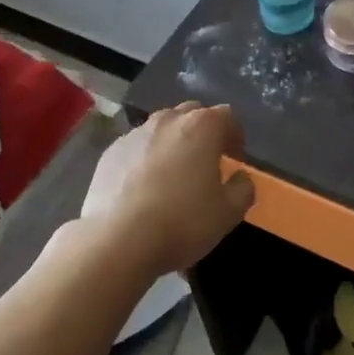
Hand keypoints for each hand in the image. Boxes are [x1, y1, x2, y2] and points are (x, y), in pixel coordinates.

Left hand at [80, 103, 255, 276]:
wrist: (117, 240)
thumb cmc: (181, 222)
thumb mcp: (228, 214)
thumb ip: (243, 190)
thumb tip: (241, 178)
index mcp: (202, 126)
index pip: (227, 117)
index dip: (235, 136)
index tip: (235, 158)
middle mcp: (168, 119)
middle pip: (193, 114)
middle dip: (203, 132)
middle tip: (206, 162)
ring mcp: (135, 133)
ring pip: (162, 128)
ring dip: (173, 143)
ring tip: (173, 174)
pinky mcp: (110, 152)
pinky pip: (137, 147)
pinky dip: (145, 158)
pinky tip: (143, 188)